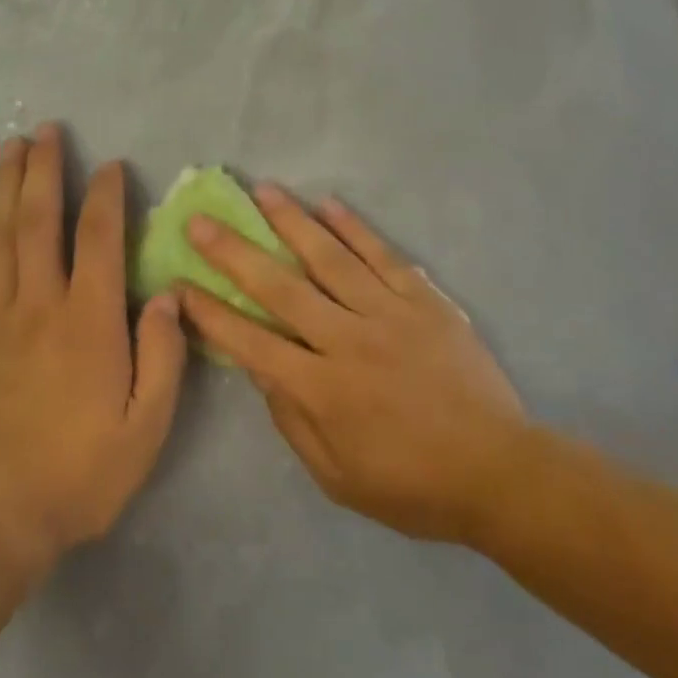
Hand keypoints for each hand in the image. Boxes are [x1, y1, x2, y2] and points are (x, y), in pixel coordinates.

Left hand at [0, 126, 186, 566]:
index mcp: (90, 325)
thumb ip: (162, 357)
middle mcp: (40, 307)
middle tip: (47, 130)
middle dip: (46, 172)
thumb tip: (170, 296)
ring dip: (7, 187)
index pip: (100, 242)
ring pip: (1, 238)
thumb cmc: (79, 475)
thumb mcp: (146, 428)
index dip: (106, 197)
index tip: (111, 165)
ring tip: (11, 146)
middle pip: (41, 224)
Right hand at [179, 186, 533, 544]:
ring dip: (291, 222)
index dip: (211, 314)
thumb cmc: (411, 486)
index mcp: (322, 390)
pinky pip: (384, 256)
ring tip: (262, 191)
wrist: (498, 472)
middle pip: (280, 288)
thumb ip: (293, 420)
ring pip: (330, 258)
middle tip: (202, 221)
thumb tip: (260, 369)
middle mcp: (348, 341)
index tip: (179, 285)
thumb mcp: (337, 477)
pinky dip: (355, 228)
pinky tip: (329, 204)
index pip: (251, 342)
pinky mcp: (425, 301)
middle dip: (234, 253)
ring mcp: (389, 314)